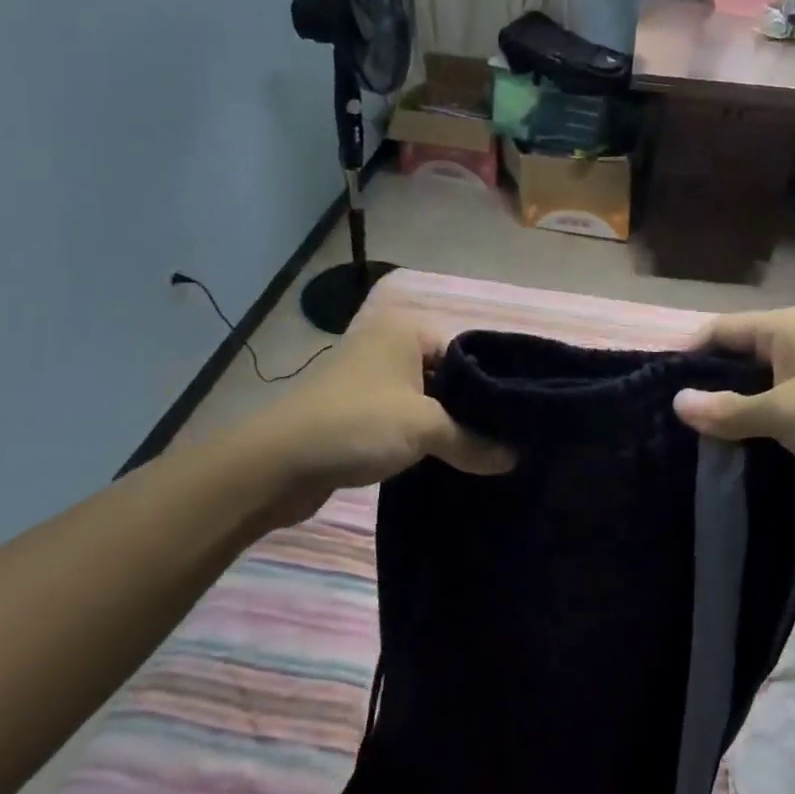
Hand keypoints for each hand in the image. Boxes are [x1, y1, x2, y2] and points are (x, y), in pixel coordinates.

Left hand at [227, 311, 513, 525]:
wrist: (278, 463)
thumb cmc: (358, 424)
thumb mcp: (425, 428)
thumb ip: (473, 440)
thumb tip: (514, 458)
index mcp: (406, 330)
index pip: (468, 351)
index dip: (492, 384)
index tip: (516, 417)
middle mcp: (388, 345)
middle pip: (448, 375)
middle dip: (470, 408)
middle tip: (505, 439)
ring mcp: (369, 378)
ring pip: (425, 400)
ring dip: (446, 426)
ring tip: (481, 453)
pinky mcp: (356, 410)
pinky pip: (403, 418)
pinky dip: (421, 437)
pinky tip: (445, 460)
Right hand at [672, 307, 794, 509]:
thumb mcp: (785, 413)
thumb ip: (729, 409)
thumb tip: (678, 402)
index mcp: (784, 327)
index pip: (719, 331)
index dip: (687, 355)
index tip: (656, 387)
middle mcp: (794, 342)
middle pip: (735, 356)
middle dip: (706, 384)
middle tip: (669, 418)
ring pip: (754, 384)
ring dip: (729, 406)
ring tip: (691, 435)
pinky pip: (774, 405)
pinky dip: (753, 420)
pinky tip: (730, 445)